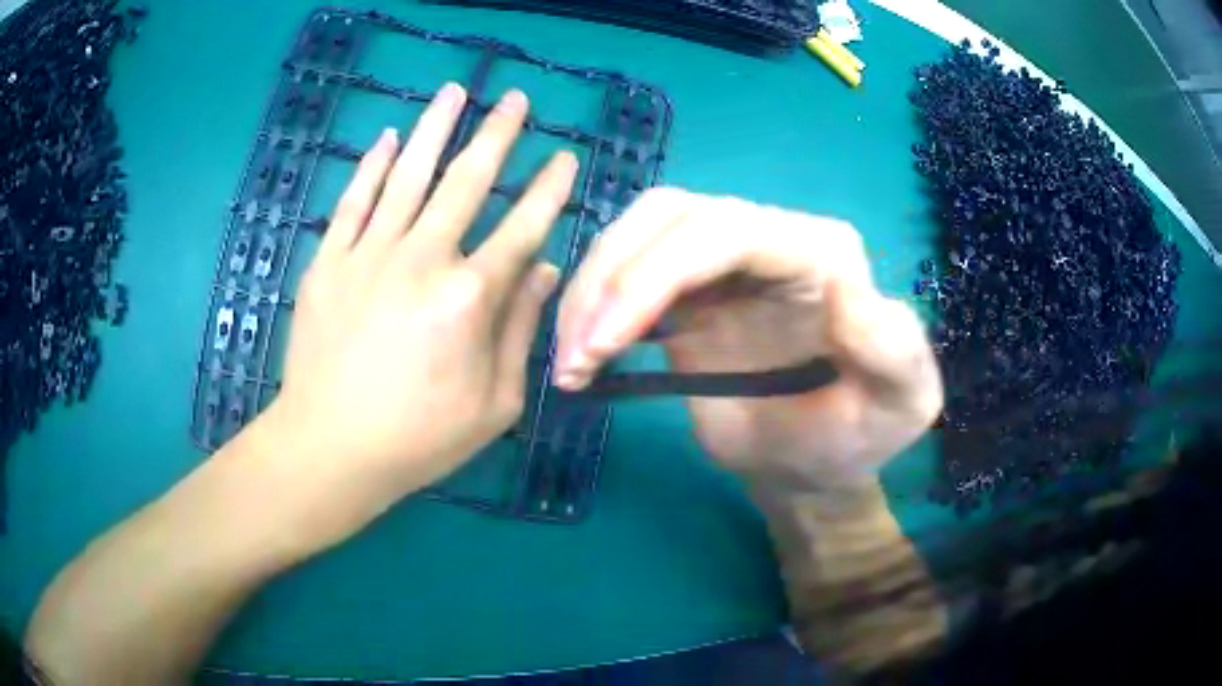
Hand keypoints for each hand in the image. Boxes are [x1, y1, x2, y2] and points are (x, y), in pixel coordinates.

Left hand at [263, 84, 576, 544]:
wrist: (329, 449)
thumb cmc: (418, 439)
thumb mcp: (494, 404)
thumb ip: (520, 330)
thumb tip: (547, 271)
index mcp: (468, 299)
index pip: (522, 228)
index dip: (548, 190)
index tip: (565, 159)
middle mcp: (422, 260)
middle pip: (467, 181)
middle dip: (498, 135)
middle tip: (517, 99)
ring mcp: (368, 255)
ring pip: (409, 175)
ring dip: (436, 128)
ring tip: (456, 91)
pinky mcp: (329, 262)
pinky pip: (354, 201)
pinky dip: (373, 166)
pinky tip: (390, 137)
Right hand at [554, 189, 941, 489]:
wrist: (811, 465)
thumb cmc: (857, 437)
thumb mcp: (899, 403)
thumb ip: (893, 350)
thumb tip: (851, 289)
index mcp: (823, 252)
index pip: (727, 232)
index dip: (656, 274)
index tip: (605, 343)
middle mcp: (771, 236)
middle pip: (670, 216)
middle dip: (612, 279)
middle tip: (576, 357)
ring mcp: (723, 259)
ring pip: (638, 232)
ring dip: (591, 289)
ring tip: (570, 363)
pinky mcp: (687, 290)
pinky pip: (627, 270)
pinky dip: (591, 306)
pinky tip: (578, 354)